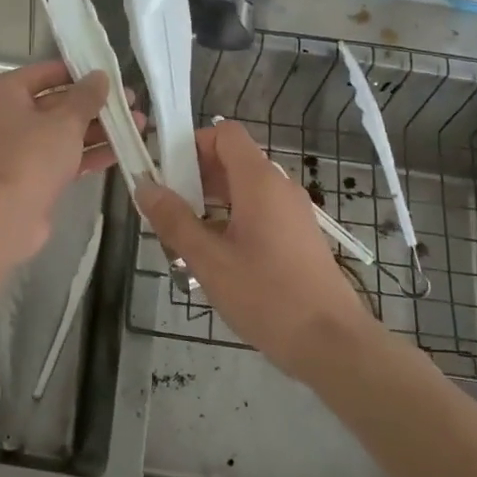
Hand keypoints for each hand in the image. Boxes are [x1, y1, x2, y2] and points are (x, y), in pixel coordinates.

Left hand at [0, 60, 123, 261]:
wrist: (8, 215)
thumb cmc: (33, 156)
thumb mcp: (65, 120)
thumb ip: (86, 96)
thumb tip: (99, 76)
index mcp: (6, 94)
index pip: (46, 72)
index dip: (78, 72)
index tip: (109, 74)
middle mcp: (8, 117)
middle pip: (57, 103)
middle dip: (95, 105)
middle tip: (131, 102)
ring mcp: (20, 148)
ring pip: (63, 132)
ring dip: (98, 129)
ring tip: (137, 126)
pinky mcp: (32, 175)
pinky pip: (63, 157)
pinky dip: (88, 153)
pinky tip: (121, 151)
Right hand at [137, 120, 377, 377]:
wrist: (330, 342)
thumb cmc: (267, 296)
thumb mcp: (209, 260)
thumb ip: (174, 220)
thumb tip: (145, 187)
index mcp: (259, 182)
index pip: (226, 134)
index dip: (193, 144)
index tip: (166, 173)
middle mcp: (279, 188)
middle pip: (232, 161)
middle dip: (195, 178)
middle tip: (166, 212)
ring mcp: (293, 213)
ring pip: (243, 190)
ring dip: (210, 203)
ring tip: (185, 240)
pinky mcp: (298, 237)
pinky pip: (258, 212)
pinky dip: (232, 221)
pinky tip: (215, 259)